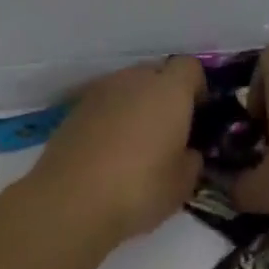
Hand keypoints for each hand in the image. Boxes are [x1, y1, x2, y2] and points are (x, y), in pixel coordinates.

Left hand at [30, 57, 206, 240]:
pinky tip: (109, 151)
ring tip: (137, 142)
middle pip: (157, 73)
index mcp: (169, 90)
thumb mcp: (183, 184)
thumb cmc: (138, 188)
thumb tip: (187, 151)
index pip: (190, 67)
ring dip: (136, 104)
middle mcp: (134, 79)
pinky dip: (111, 118)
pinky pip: (104, 104)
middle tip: (169, 130)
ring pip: (128, 87)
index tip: (198, 115)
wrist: (69, 202)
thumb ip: (192, 159)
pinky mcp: (75, 109)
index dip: (197, 87)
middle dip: (165, 94)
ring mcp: (100, 91)